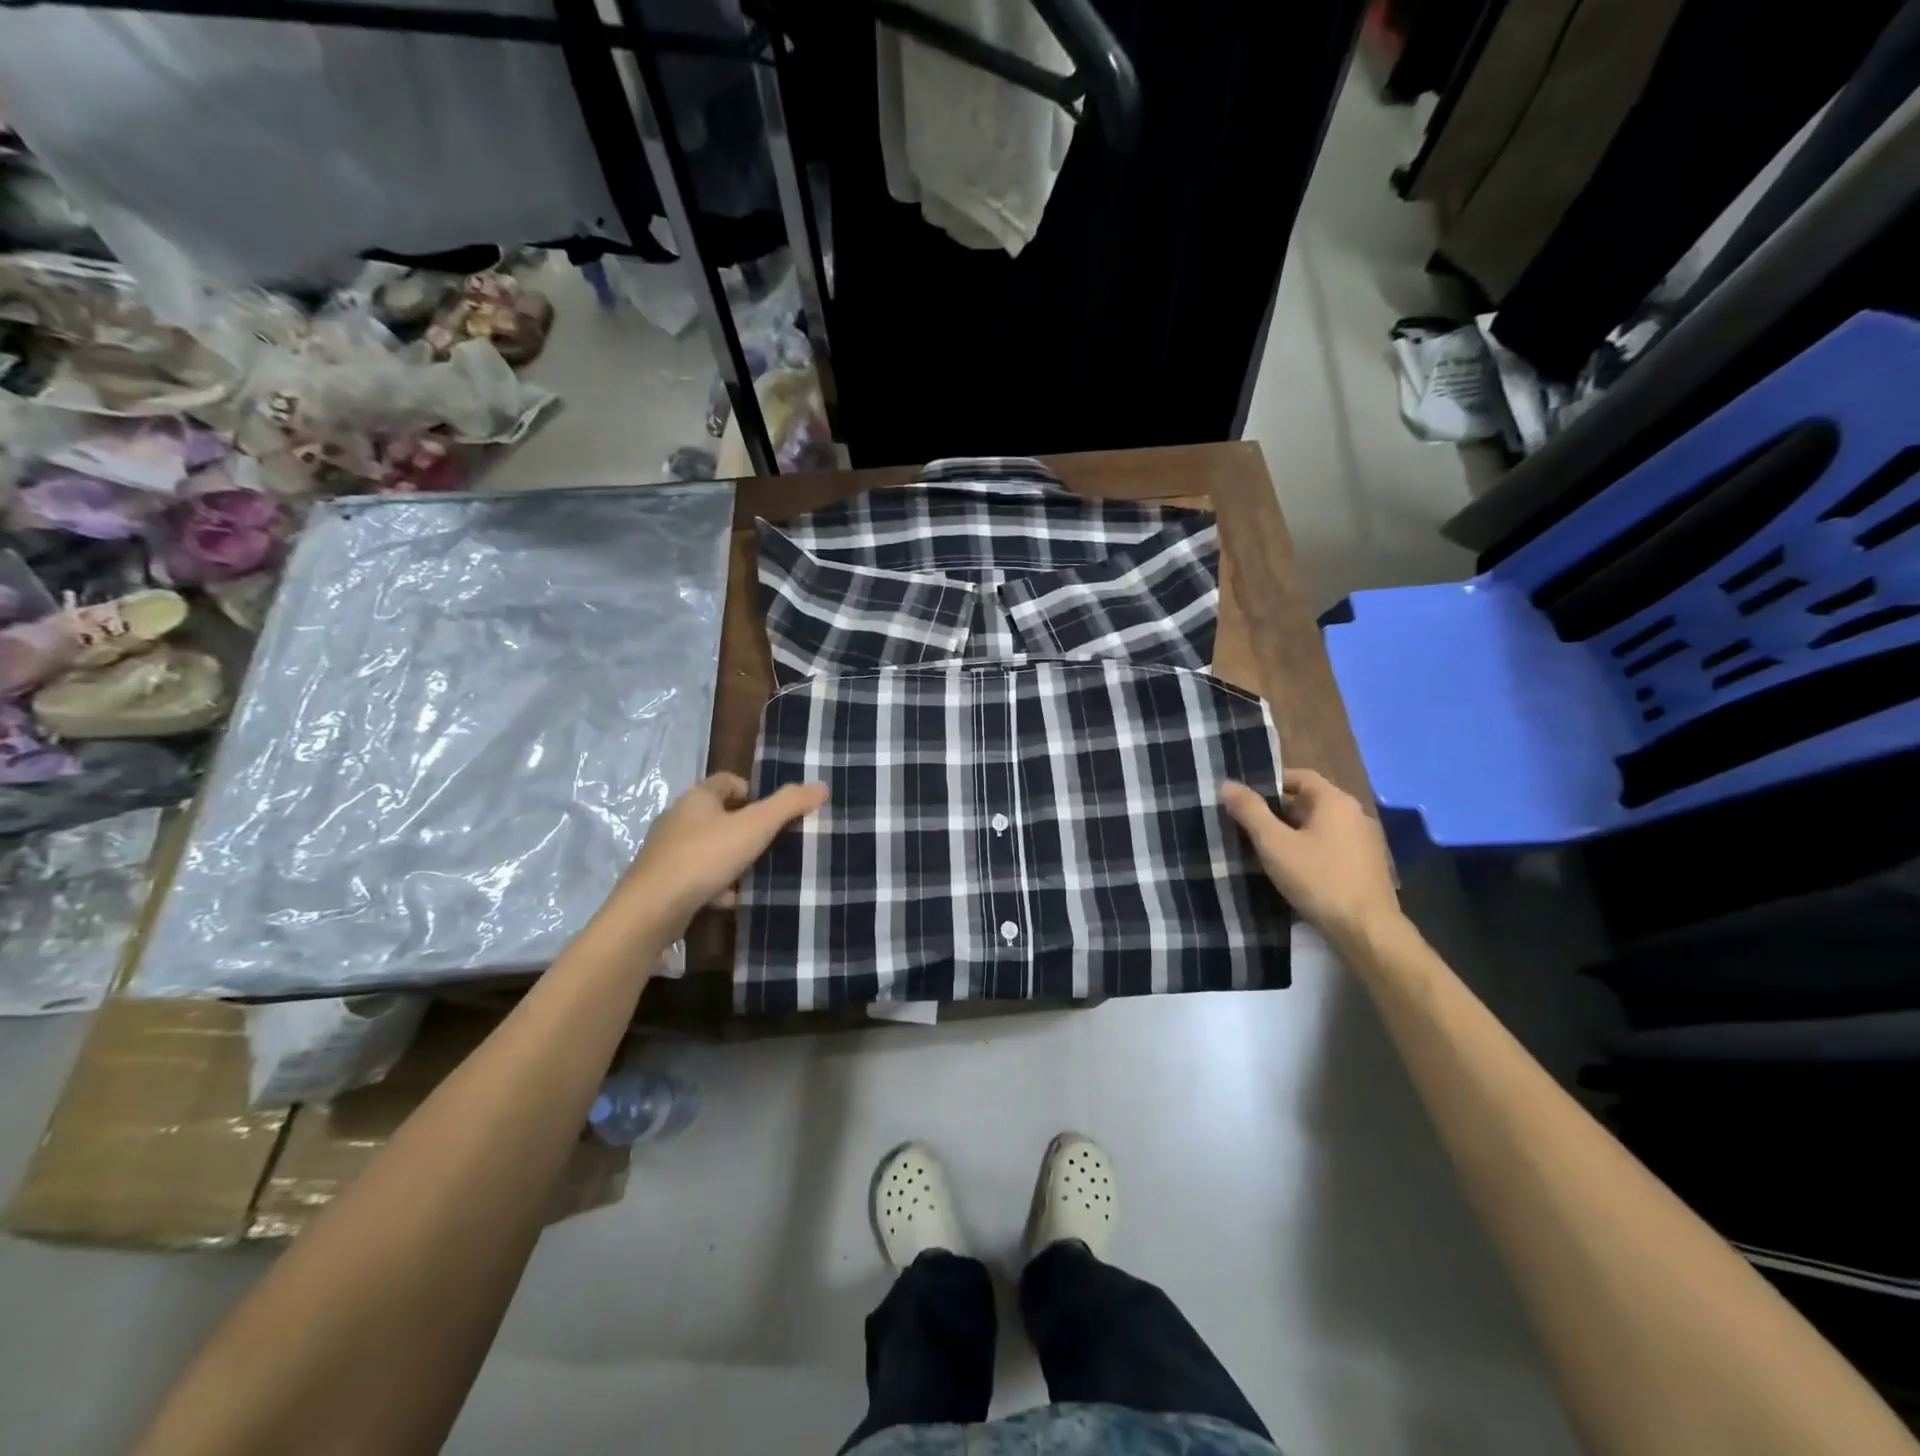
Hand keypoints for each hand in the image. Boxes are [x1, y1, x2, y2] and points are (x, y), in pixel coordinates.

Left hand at [613, 773, 827, 933]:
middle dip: (745, 828)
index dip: (752, 791)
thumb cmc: (704, 857)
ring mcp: (667, 852)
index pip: (727, 781)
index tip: (773, 812)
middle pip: (718, 815)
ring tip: (756, 873)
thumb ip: (788, 805)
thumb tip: (821, 786)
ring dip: (731, 859)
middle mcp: (678, 819)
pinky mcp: (663, 882)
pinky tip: (731, 899)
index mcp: (697, 798)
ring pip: (708, 848)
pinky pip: (697, 876)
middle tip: (772, 842)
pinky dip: (716, 885)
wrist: (651, 909)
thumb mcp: (755, 827)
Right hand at [1221, 770, 1401, 946]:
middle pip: (1309, 801)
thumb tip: (1228, 784)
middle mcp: (1355, 815)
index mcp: (1336, 801)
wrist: (1366, 931)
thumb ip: (1250, 811)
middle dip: (1277, 811)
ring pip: (1319, 826)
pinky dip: (1309, 850)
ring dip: (1292, 833)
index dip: (1270, 782)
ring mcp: (1364, 842)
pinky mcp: (1366, 867)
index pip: (1300, 776)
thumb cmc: (1318, 879)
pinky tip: (1291, 870)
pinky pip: (1331, 847)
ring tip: (1263, 849)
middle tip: (1246, 825)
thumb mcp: (1274, 844)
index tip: (1244, 798)